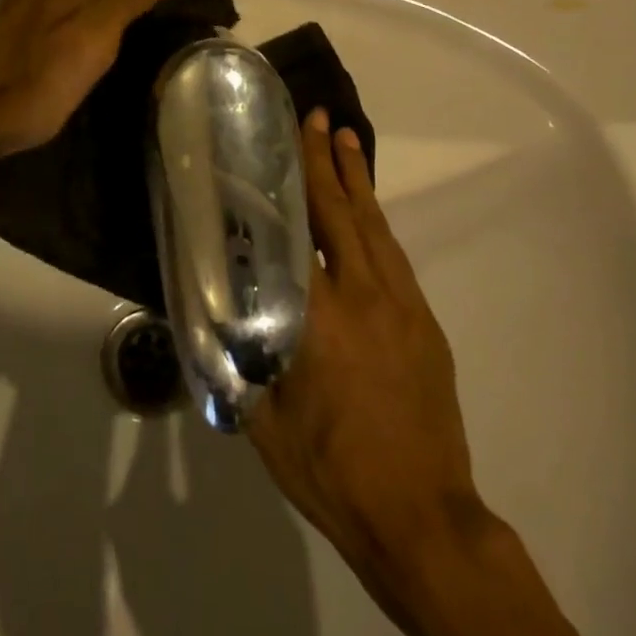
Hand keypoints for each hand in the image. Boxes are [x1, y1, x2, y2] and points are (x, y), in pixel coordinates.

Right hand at [247, 110, 490, 605]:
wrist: (422, 518)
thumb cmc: (331, 472)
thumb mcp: (262, 421)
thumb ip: (237, 362)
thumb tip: (210, 322)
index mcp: (319, 317)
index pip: (298, 231)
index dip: (291, 181)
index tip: (283, 139)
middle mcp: (365, 298)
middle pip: (343, 214)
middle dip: (328, 161)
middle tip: (318, 117)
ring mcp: (402, 308)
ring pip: (376, 229)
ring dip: (358, 182)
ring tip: (347, 141)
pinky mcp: (424, 325)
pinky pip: (395, 258)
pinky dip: (377, 223)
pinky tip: (366, 215)